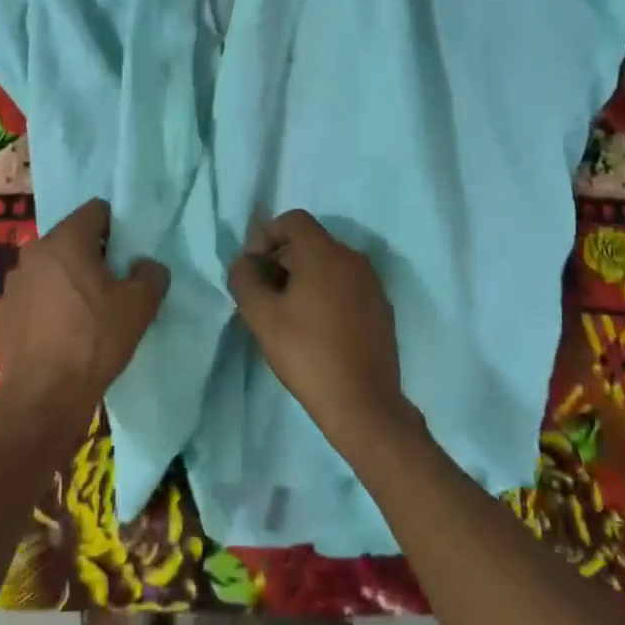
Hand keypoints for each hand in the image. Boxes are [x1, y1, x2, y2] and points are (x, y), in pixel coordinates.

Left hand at [0, 199, 169, 420]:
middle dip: (91, 255)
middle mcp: (33, 252)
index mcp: (66, 240)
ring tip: (84, 313)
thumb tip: (144, 266)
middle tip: (111, 285)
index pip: (96, 210)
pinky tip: (59, 333)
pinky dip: (46, 304)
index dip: (116, 228)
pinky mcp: (2, 311)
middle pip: (70, 239)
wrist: (45, 396)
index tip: (126, 255)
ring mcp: (12, 282)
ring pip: (49, 268)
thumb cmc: (95, 340)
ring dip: (66, 280)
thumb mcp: (140, 305)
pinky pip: (32, 295)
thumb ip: (150, 274)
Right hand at [227, 210, 412, 454]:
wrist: (363, 403)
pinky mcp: (381, 308)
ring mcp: (372, 284)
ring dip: (302, 278)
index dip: (266, 235)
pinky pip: (346, 286)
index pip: (293, 220)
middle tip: (263, 295)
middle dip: (281, 260)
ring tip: (286, 314)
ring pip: (329, 265)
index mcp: (325, 253)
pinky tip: (315, 329)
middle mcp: (353, 259)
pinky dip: (325, 294)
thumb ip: (245, 280)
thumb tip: (244, 264)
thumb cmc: (307, 353)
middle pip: (310, 242)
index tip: (253, 267)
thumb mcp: (262, 317)